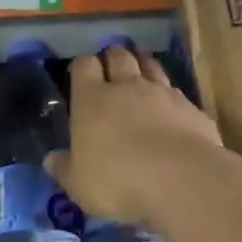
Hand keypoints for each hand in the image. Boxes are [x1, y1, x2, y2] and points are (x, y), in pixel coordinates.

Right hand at [47, 47, 222, 226]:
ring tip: (141, 75)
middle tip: (112, 68)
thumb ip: (65, 169)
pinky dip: (170, 96)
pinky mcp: (190, 107)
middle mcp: (126, 86)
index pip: (84, 65)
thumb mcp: (80, 185)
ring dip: (144, 67)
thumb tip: (51, 159)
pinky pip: (176, 92)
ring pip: (151, 65)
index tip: (81, 77)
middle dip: (113, 58)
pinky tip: (171, 110)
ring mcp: (162, 93)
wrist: (181, 179)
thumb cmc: (118, 181)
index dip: (82, 67)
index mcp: (92, 99)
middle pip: (119, 56)